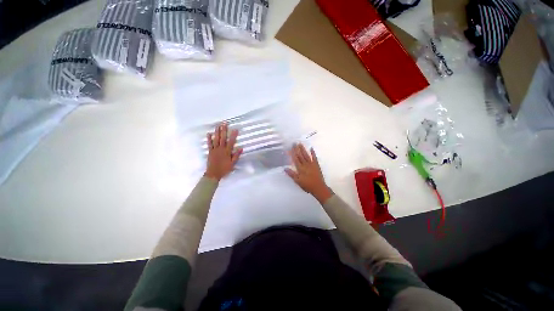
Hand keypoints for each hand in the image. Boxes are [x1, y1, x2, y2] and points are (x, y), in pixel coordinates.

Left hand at [204, 123, 242, 180]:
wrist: (213, 174)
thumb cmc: (224, 169)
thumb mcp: (233, 164)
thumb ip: (236, 156)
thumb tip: (241, 148)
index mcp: (227, 152)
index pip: (231, 142)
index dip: (233, 135)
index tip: (235, 129)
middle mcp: (221, 149)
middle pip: (222, 138)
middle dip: (224, 130)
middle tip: (224, 123)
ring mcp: (215, 150)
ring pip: (216, 139)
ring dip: (217, 132)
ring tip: (218, 126)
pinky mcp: (210, 151)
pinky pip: (209, 144)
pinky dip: (209, 139)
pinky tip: (209, 133)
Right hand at [285, 143, 332, 202]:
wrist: (319, 188)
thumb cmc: (307, 185)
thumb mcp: (298, 181)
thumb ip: (292, 174)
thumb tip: (285, 168)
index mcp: (300, 168)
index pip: (295, 159)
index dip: (292, 153)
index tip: (290, 147)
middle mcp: (305, 164)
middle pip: (300, 156)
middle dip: (297, 149)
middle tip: (294, 143)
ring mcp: (311, 164)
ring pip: (306, 155)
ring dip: (303, 149)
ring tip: (300, 144)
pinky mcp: (316, 165)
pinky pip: (314, 158)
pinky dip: (313, 153)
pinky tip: (311, 148)